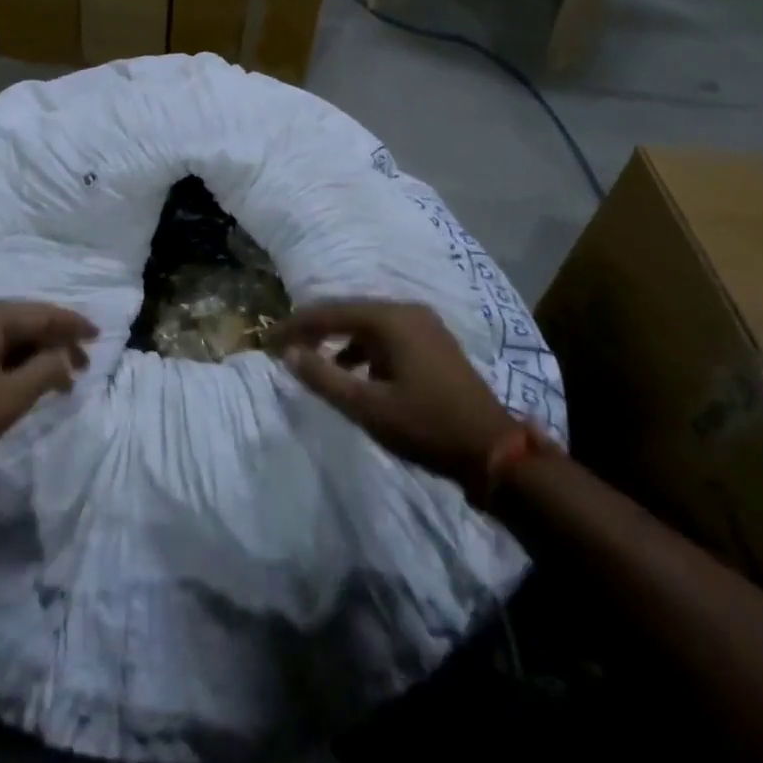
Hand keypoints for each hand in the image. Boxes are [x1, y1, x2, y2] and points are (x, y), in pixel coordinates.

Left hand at [0, 300, 95, 485]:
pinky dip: (10, 358)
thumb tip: (64, 357)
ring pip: (3, 334)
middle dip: (54, 341)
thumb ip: (45, 370)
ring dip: (32, 352)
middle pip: (21, 320)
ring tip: (57, 378)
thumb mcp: (10, 398)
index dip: (72, 324)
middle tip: (81, 366)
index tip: (99, 335)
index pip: (40, 313)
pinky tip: (22, 379)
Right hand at [274, 299, 519, 494]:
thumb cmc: (426, 426)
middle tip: (285, 347)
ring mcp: (424, 325)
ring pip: (367, 324)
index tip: (267, 340)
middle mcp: (406, 311)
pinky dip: (363, 350)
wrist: (495, 451)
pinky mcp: (434, 343)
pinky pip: (386, 336)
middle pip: (348, 312)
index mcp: (389, 319)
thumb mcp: (367, 407)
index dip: (294, 325)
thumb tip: (288, 353)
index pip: (329, 312)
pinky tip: (354, 374)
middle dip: (315, 329)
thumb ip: (323, 377)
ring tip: (315, 363)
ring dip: (339, 341)